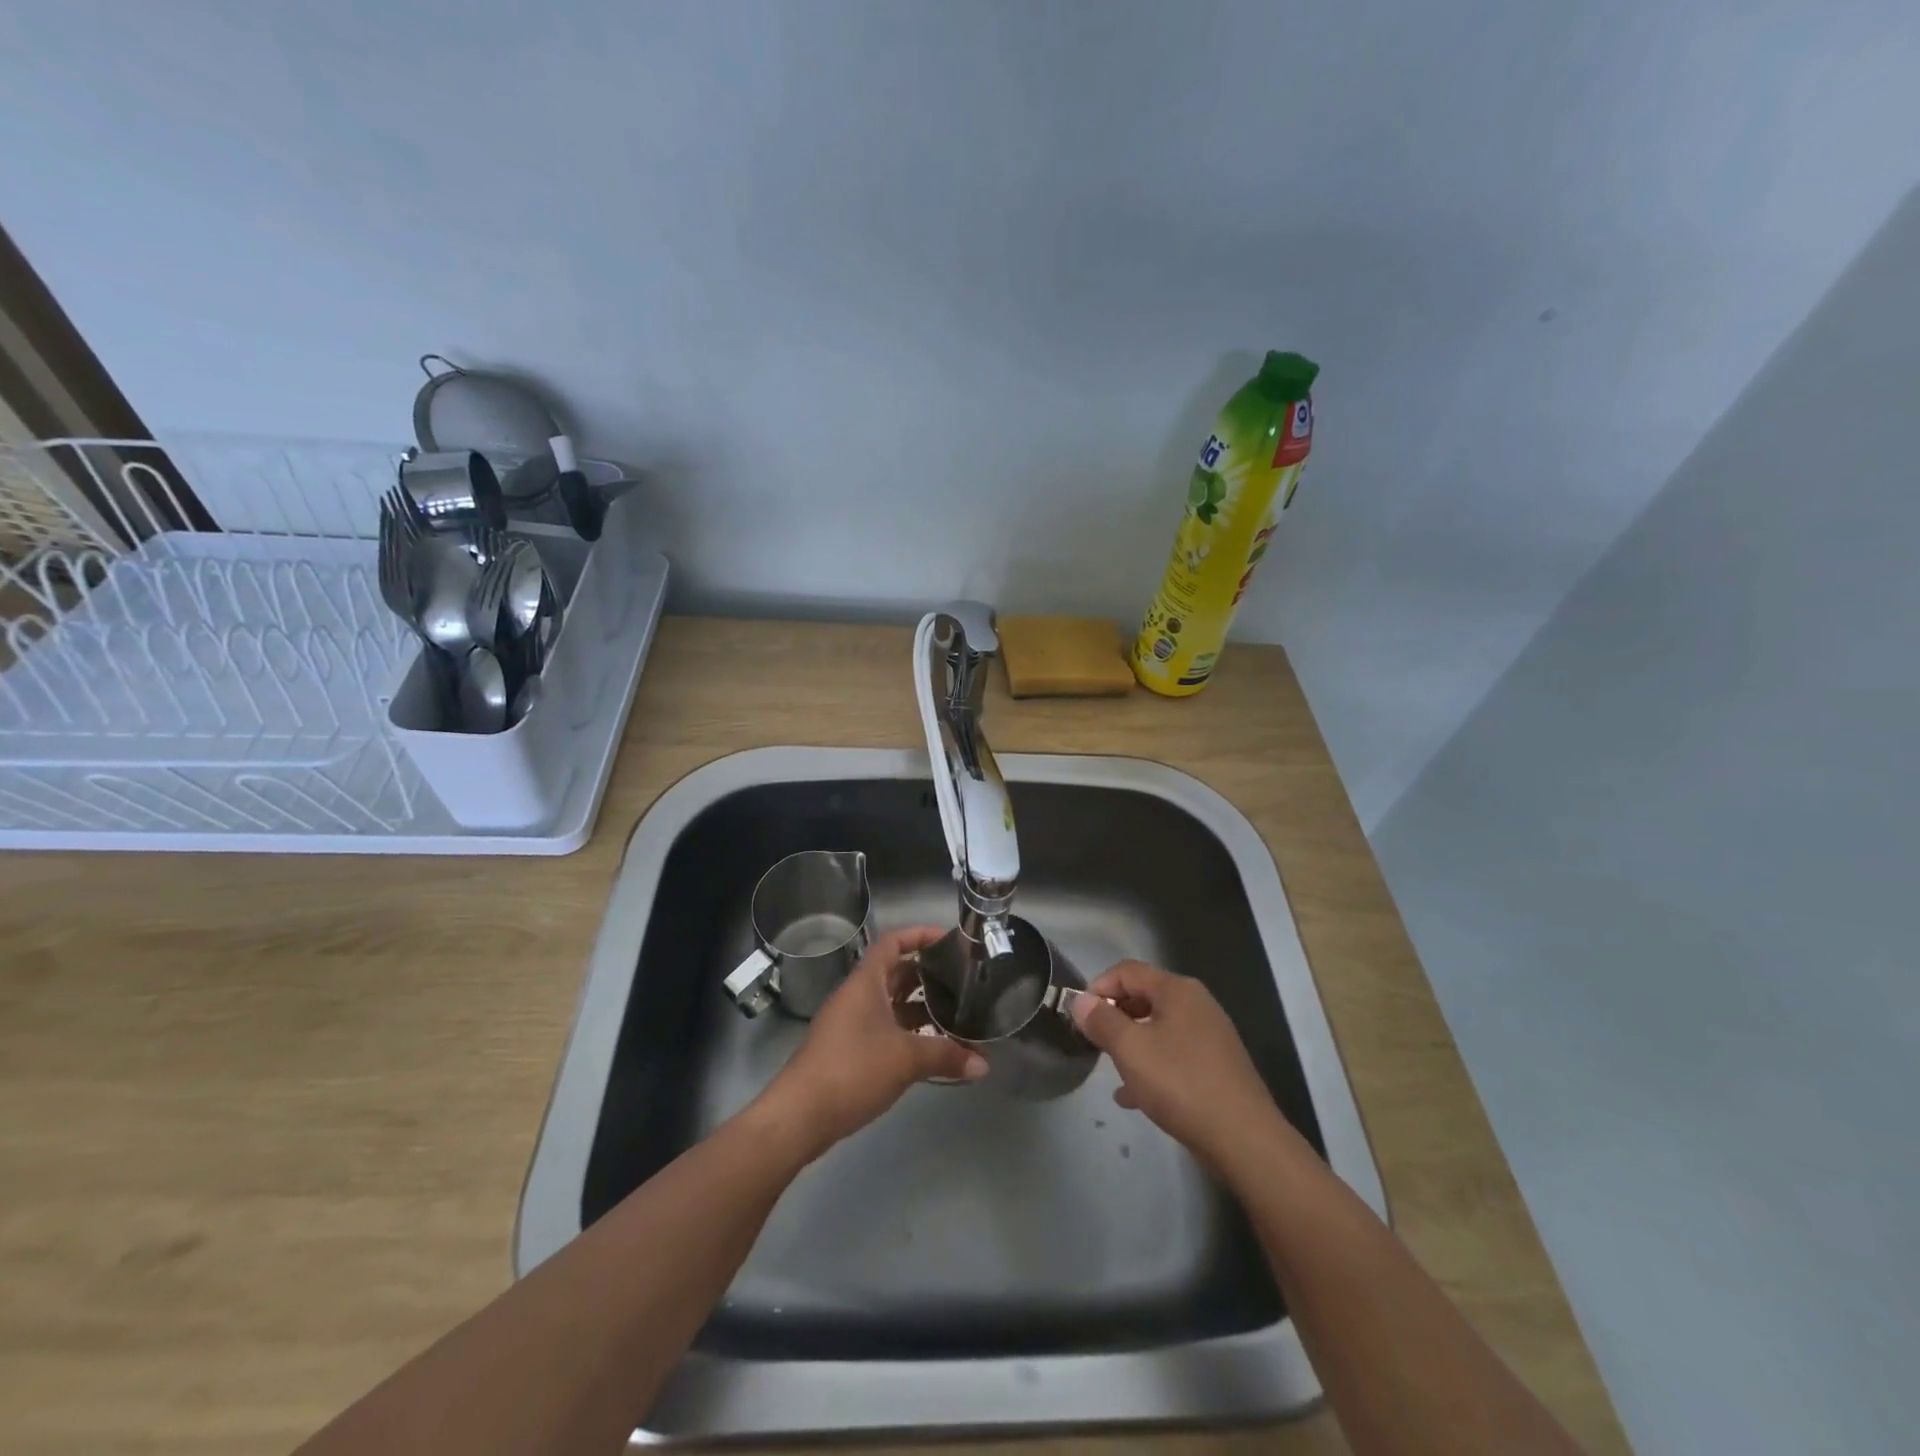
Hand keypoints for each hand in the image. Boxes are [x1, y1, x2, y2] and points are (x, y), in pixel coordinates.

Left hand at [754, 926, 986, 1159]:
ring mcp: (850, 1023)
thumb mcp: (906, 1059)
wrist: (800, 1115)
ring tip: (955, 1015)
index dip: (920, 935)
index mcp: (866, 982)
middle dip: (927, 974)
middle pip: (895, 972)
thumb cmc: (854, 1069)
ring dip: (919, 1007)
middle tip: (961, 980)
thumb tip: (984, 1064)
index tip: (950, 941)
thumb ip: (947, 1055)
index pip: (893, 942)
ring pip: (890, 1003)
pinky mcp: (848, 1049)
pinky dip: (907, 1031)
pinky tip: (930, 1047)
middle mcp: (857, 995)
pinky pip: (884, 1027)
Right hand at [1069, 960, 1293, 1173]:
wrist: (1244, 1139)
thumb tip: (1080, 1001)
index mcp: (1177, 990)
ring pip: (1158, 1029)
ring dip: (1131, 1044)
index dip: (1098, 988)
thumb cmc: (1181, 1084)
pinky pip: (1174, 1055)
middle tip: (1094, 1041)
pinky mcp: (1217, 1066)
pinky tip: (1134, 1096)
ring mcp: (1210, 1036)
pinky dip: (1152, 1067)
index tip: (1080, 1017)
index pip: (1127, 971)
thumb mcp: (1130, 1049)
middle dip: (1114, 1016)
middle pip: (1144, 996)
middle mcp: (1197, 1004)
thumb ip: (1101, 1020)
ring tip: (1111, 1069)